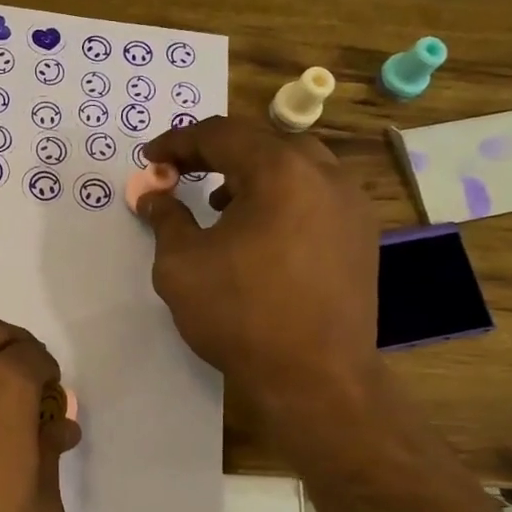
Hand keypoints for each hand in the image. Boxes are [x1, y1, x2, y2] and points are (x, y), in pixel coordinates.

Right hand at [137, 116, 381, 435]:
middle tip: (183, 174)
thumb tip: (153, 195)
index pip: (222, 134)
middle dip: (218, 154)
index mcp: (281, 171)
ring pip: (296, 168)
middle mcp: (325, 176)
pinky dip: (282, 199)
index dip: (179, 141)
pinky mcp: (361, 238)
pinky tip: (260, 235)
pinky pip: (316, 197)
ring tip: (219, 206)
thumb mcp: (181, 264)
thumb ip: (165, 219)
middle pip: (264, 142)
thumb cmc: (240, 314)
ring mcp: (351, 207)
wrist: (314, 377)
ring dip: (252, 175)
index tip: (151, 159)